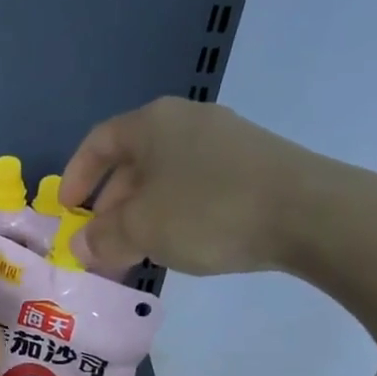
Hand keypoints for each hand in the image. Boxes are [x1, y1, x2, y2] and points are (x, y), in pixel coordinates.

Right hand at [61, 96, 336, 277]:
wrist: (310, 213)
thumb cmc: (208, 211)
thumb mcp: (141, 229)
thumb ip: (102, 238)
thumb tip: (81, 247)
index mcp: (153, 124)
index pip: (99, 142)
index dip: (77, 176)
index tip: (67, 211)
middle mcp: (187, 122)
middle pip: (133, 162)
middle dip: (110, 207)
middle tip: (101, 245)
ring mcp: (225, 141)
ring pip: (165, 178)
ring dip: (142, 215)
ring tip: (137, 253)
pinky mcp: (254, 165)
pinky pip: (197, 186)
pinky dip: (176, 214)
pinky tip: (181, 244)